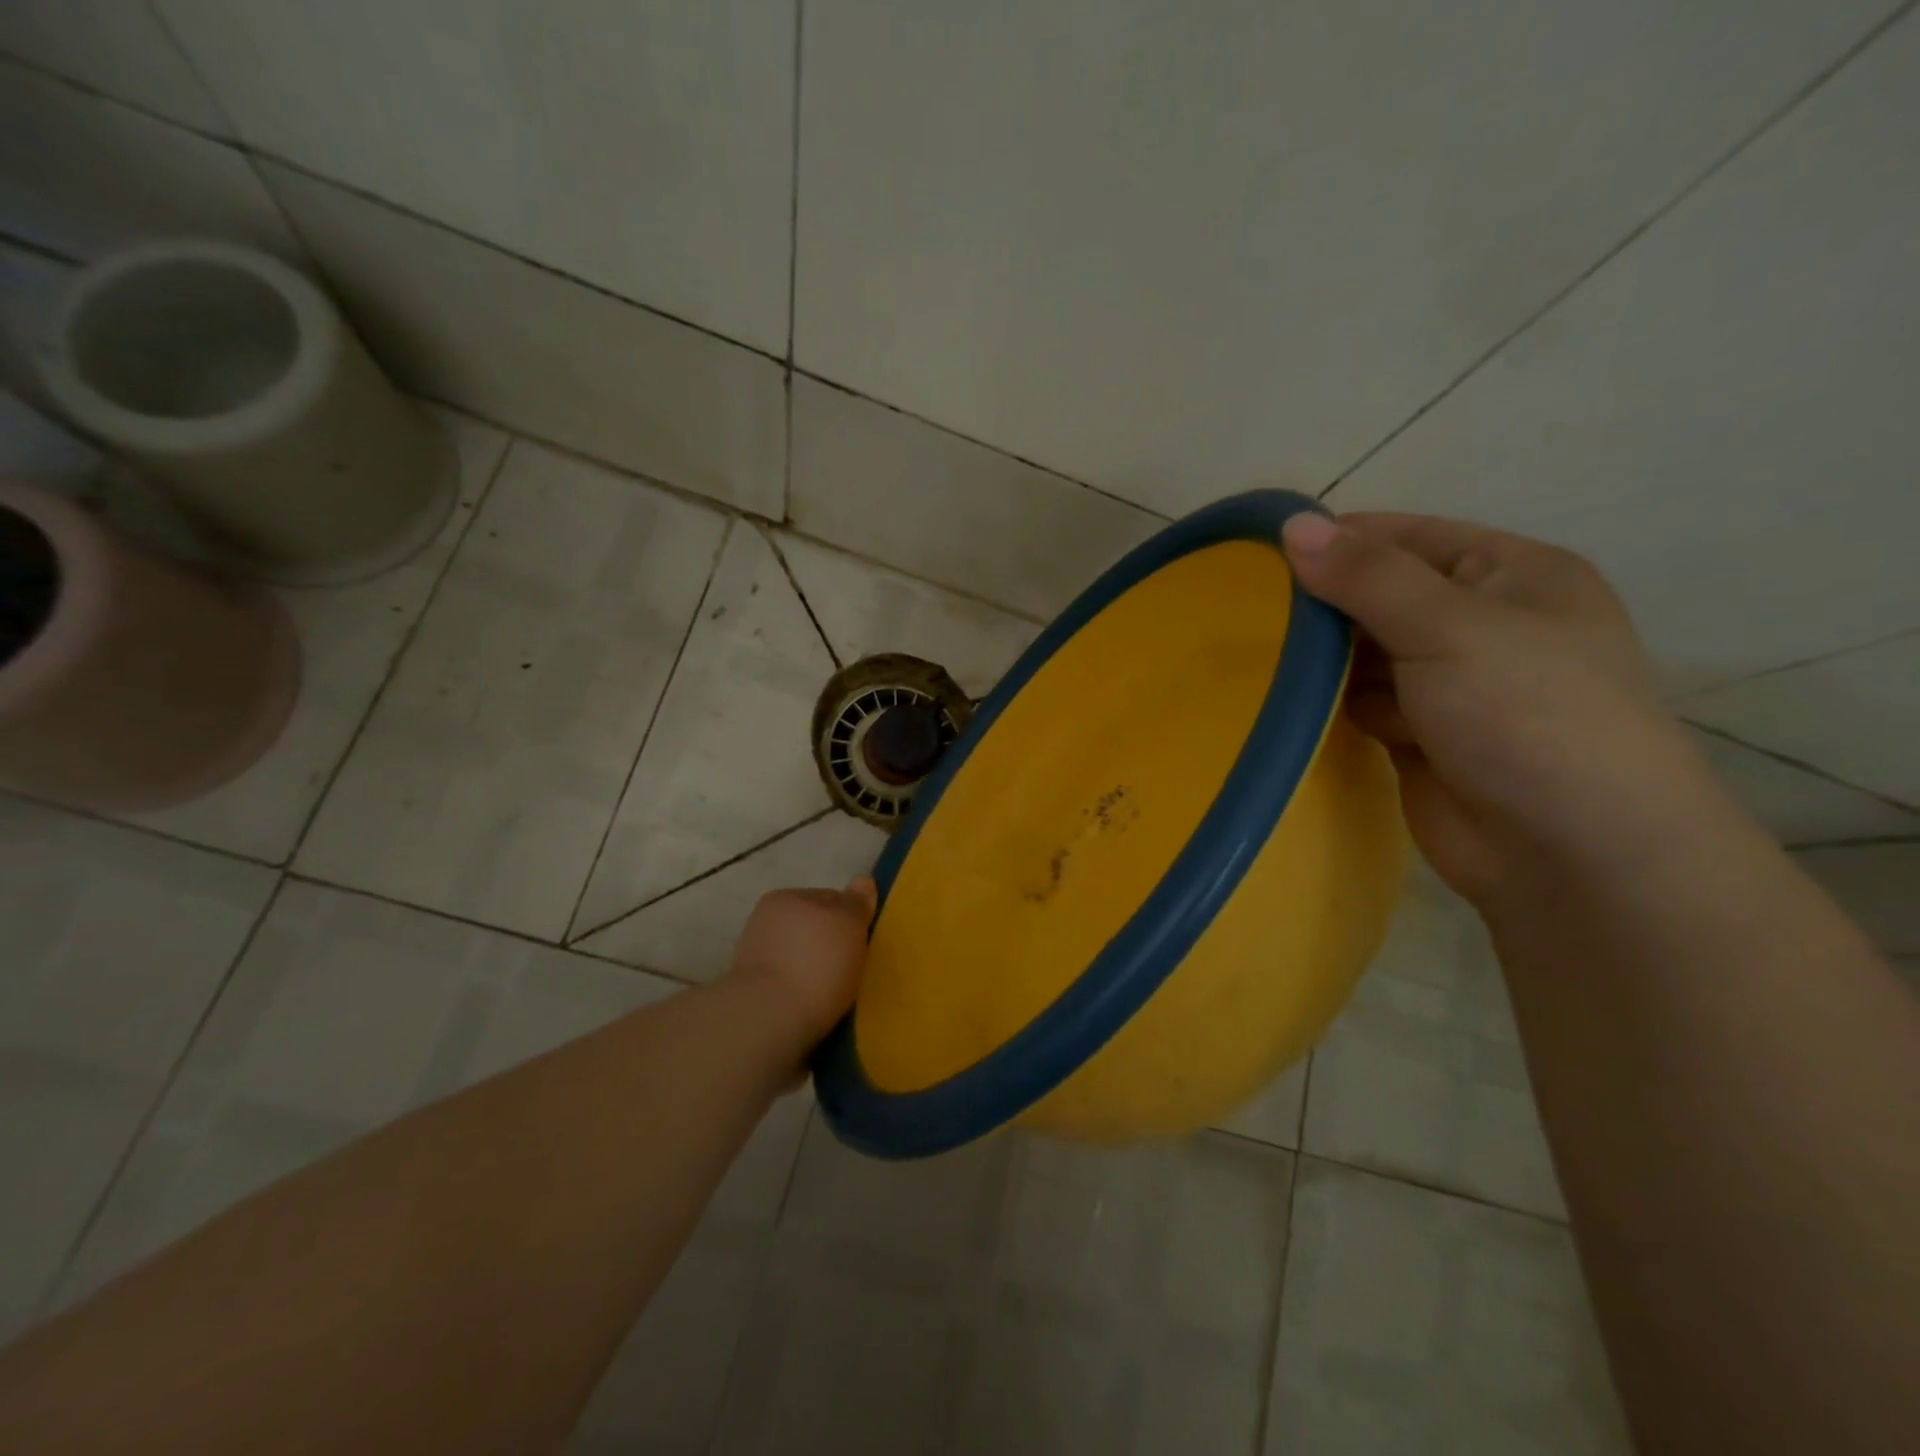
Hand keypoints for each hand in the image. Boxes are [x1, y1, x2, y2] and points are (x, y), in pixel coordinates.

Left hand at [721, 878, 878, 1049]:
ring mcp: (754, 962)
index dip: (851, 918)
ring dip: (816, 973)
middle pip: (812, 930)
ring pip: (800, 961)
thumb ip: (856, 902)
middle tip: (855, 969)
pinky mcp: (753, 999)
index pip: (829, 898)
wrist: (769, 1022)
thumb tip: (862, 880)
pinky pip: (790, 991)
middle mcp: (764, 924)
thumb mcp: (849, 923)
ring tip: (839, 996)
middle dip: (831, 947)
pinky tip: (819, 1012)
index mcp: (784, 899)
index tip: (865, 941)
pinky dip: (803, 998)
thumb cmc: (815, 963)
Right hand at [1282, 511, 1717, 905]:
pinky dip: (1331, 702)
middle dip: (1323, 603)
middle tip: (1246, 608)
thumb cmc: (1528, 716)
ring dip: (1322, 658)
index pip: (1408, 537)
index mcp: (1511, 577)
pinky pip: (1361, 702)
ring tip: (1258, 655)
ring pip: (1365, 653)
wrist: (1572, 854)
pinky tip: (1290, 703)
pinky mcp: (1418, 737)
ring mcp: (1449, 686)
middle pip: (1381, 596)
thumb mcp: (1451, 628)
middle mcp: (1481, 625)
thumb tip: (1293, 526)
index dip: (1340, 540)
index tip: (1264, 551)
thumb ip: (1368, 577)